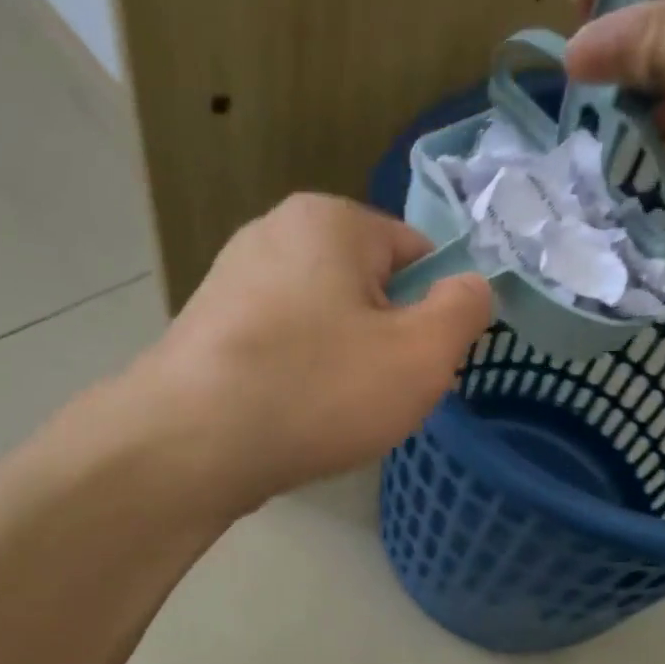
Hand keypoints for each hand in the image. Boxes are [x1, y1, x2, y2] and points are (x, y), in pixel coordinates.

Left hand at [133, 194, 491, 514]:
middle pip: (366, 288)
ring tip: (333, 414)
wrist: (191, 443)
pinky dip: (299, 379)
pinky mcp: (207, 328)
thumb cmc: (318, 390)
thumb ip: (465, 311)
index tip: (424, 366)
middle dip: (386, 342)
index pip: (416, 253)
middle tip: (381, 397)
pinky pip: (281, 348)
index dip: (433, 312)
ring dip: (343, 366)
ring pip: (323, 323)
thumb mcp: (422, 355)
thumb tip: (473, 287)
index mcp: (331, 220)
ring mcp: (232, 280)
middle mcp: (275, 232)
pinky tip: (293, 418)